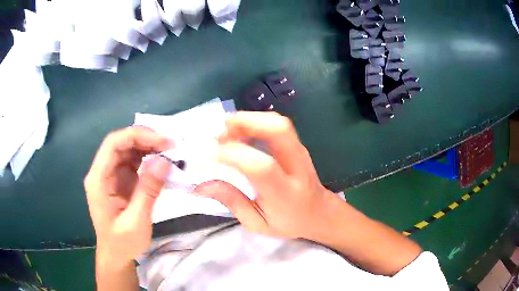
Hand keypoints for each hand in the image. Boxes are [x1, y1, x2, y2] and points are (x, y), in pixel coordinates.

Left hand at [84, 126, 172, 269]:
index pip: (113, 144)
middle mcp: (102, 171)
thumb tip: (164, 160)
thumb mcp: (136, 221)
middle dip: (146, 139)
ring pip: (128, 149)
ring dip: (148, 146)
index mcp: (98, 179)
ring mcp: (111, 174)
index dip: (137, 136)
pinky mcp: (120, 179)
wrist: (116, 255)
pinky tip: (161, 162)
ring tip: (170, 152)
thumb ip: (148, 190)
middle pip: (121, 143)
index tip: (163, 142)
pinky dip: (148, 158)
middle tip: (171, 146)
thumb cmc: (122, 242)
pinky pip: (133, 161)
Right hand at [195, 112, 337, 239]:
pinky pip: (276, 125)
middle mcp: (296, 166)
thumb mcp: (257, 223)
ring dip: (247, 120)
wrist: (319, 213)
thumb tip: (200, 186)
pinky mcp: (297, 145)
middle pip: (277, 129)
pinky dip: (254, 123)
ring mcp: (300, 151)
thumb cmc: (288, 222)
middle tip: (218, 133)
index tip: (208, 156)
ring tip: (225, 133)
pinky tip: (239, 133)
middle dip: (245, 122)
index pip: (261, 166)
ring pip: (277, 122)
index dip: (232, 155)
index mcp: (285, 194)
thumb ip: (232, 202)